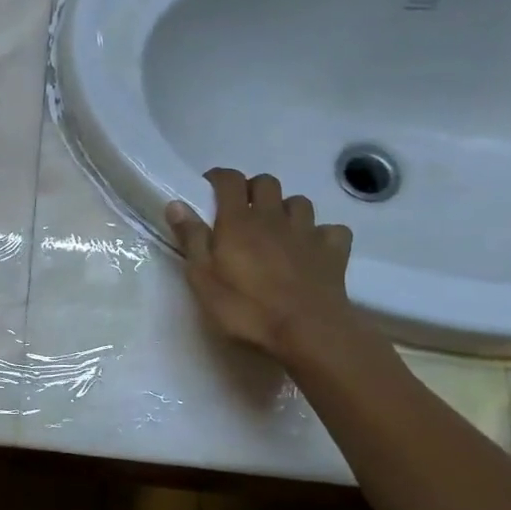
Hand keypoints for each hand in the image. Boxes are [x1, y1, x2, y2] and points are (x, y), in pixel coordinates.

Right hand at [165, 169, 359, 362]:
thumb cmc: (245, 307)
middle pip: (266, 182)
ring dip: (286, 209)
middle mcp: (274, 217)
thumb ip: (191, 239)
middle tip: (241, 210)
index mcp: (238, 221)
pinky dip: (320, 233)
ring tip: (276, 228)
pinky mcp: (334, 251)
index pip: (229, 180)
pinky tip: (312, 248)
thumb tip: (176, 204)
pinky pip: (331, 229)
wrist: (306, 331)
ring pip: (299, 202)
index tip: (208, 188)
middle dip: (253, 189)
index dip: (218, 178)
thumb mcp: (203, 278)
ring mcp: (308, 232)